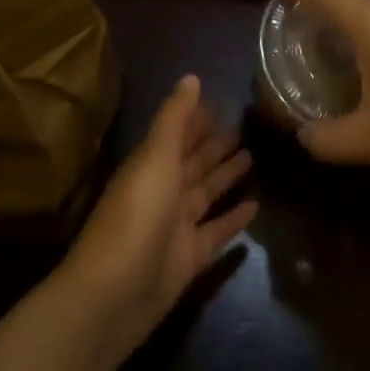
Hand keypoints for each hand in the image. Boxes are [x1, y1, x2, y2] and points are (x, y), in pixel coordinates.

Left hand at [61, 75, 256, 341]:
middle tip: (245, 127)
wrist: (113, 294)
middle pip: (195, 161)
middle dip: (216, 144)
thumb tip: (192, 77)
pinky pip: (217, 231)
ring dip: (227, 175)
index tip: (222, 102)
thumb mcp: (156, 156)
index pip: (179, 133)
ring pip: (207, 192)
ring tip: (253, 157)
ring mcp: (177, 225)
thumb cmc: (136, 214)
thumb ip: (175, 117)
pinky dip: (234, 219)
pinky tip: (256, 207)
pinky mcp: (190, 257)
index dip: (197, 118)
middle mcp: (164, 189)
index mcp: (152, 163)